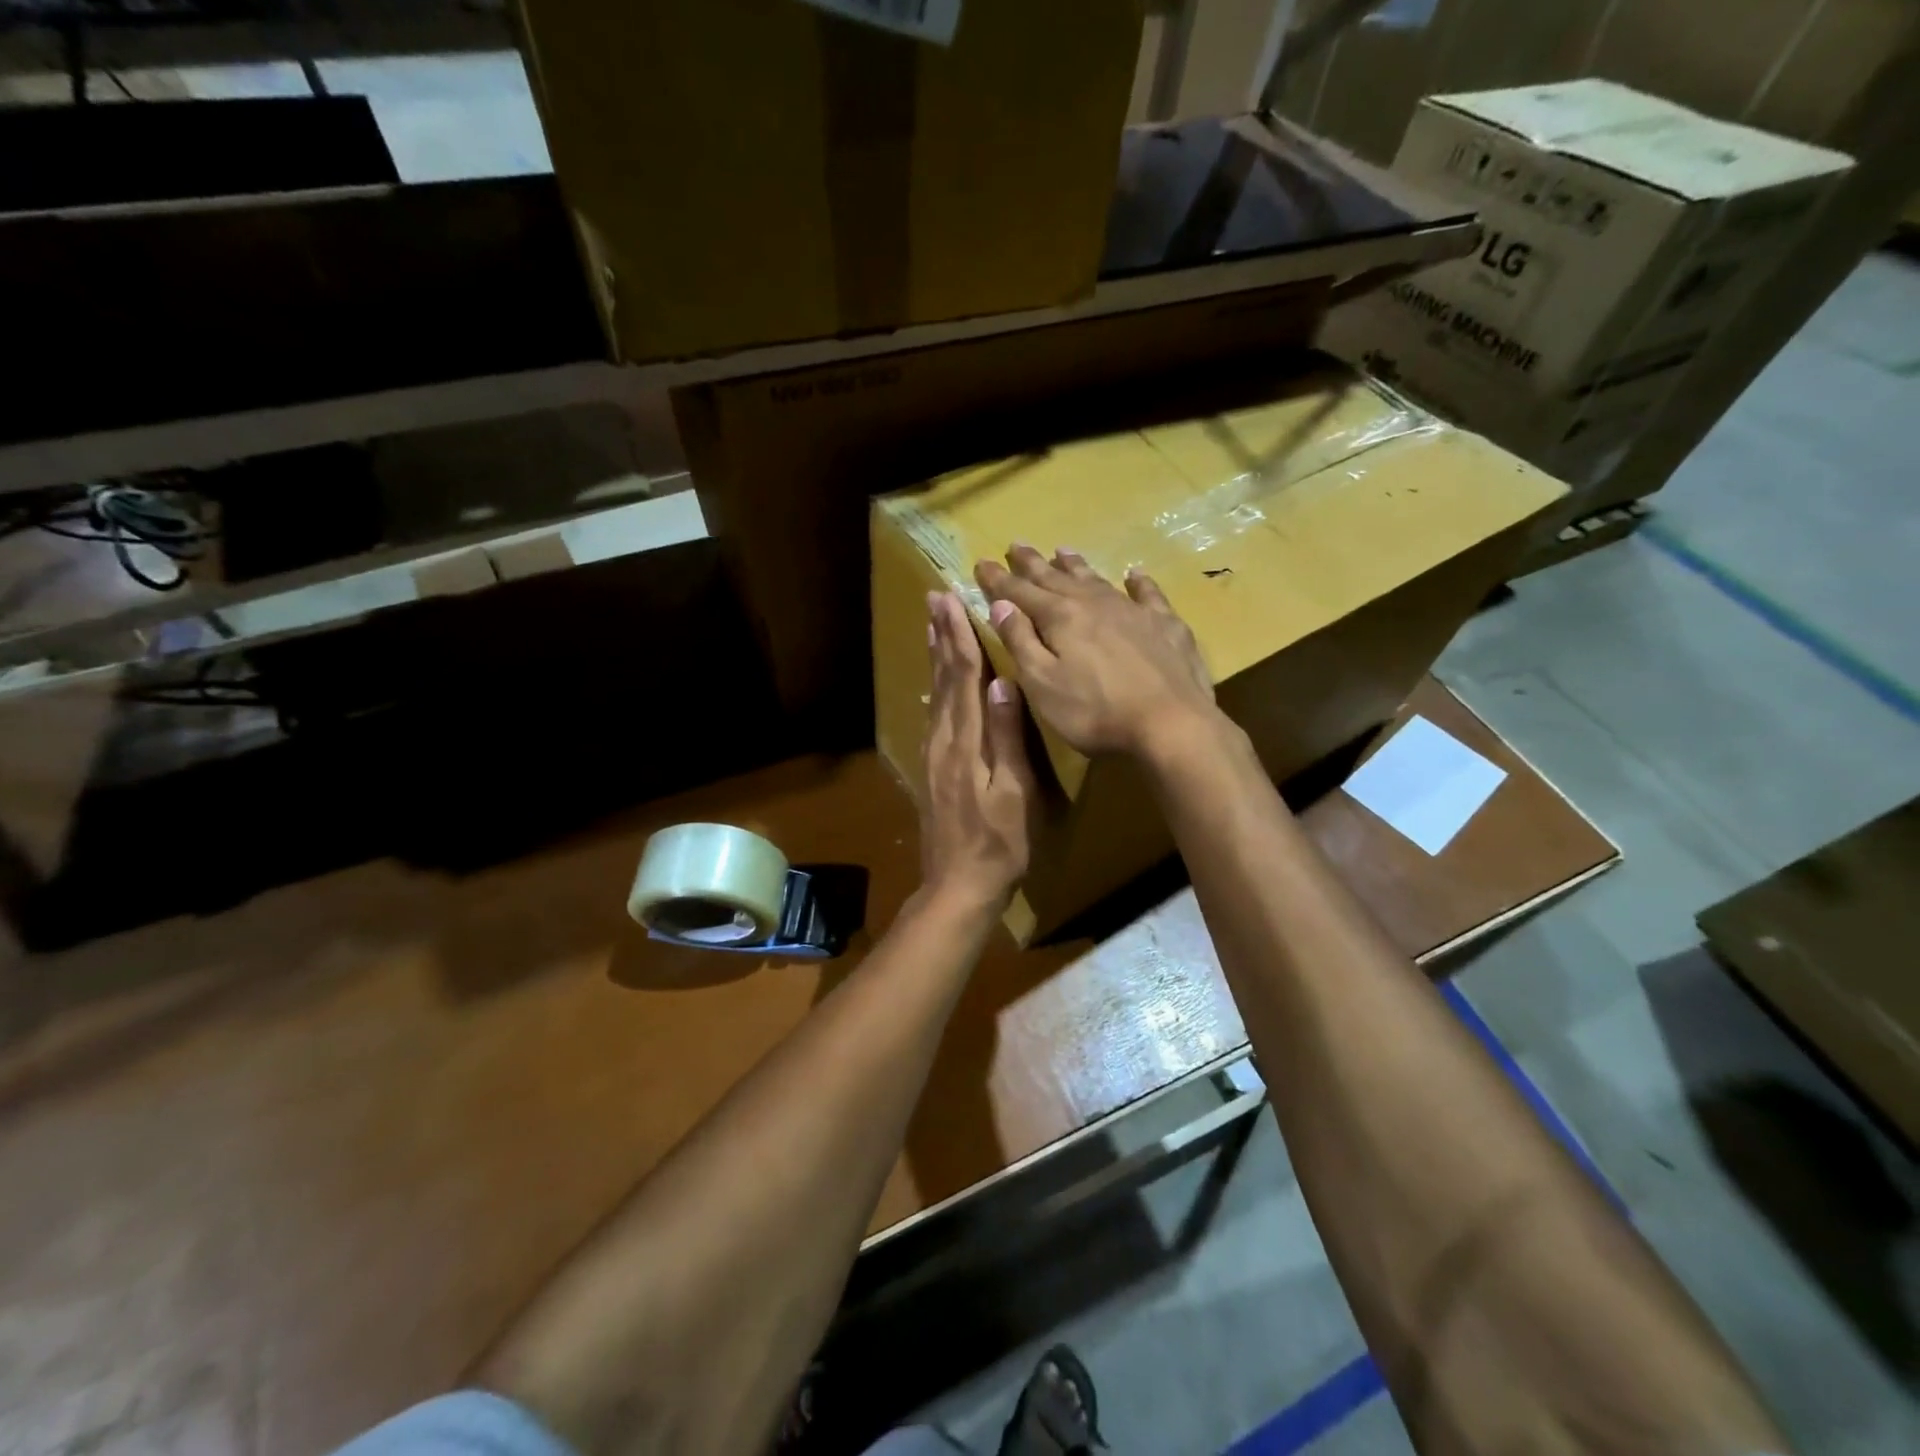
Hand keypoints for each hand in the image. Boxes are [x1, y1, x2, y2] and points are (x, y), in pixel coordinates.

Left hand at [918, 589, 1035, 909]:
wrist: (958, 885)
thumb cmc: (999, 843)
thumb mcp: (1014, 793)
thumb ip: (1007, 738)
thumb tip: (1003, 683)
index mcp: (965, 743)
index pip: (963, 678)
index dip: (959, 637)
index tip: (952, 600)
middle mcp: (943, 741)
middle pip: (942, 678)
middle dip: (941, 636)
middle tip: (934, 598)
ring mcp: (933, 755)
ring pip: (935, 694)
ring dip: (935, 656)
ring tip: (933, 625)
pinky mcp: (932, 769)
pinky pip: (933, 714)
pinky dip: (935, 687)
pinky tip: (936, 681)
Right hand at [975, 545, 1217, 760]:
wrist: (1171, 724)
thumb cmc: (1095, 712)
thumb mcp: (1042, 684)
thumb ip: (1020, 642)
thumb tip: (1000, 605)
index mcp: (1060, 618)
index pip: (1019, 592)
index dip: (998, 579)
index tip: (981, 563)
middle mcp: (1094, 604)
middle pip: (1056, 578)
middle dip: (1033, 563)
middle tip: (1016, 545)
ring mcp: (1133, 612)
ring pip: (1097, 580)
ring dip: (1076, 565)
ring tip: (1062, 551)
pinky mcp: (1166, 626)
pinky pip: (1148, 594)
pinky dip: (1138, 582)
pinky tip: (1133, 574)